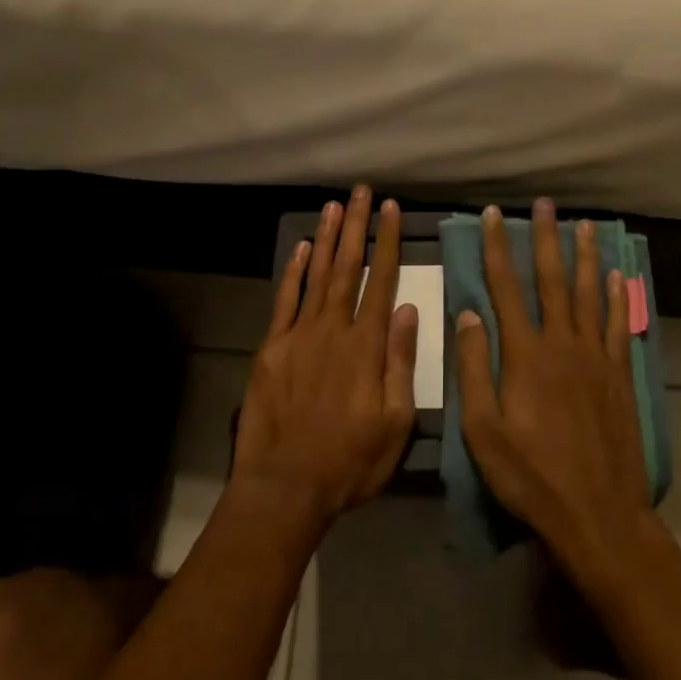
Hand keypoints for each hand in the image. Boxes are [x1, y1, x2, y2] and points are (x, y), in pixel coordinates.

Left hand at [233, 186, 418, 531]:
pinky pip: (285, 301)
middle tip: (362, 192)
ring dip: (328, 238)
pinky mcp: (272, 348)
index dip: (388, 242)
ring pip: (317, 275)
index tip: (392, 210)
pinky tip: (302, 248)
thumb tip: (408, 309)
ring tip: (336, 206)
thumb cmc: (350, 461)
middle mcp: (333, 330)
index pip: (381, 281)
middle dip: (357, 226)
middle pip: (347, 267)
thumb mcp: (395, 422)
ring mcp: (299, 336)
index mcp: (366, 346)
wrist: (285, 487)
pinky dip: (294, 272)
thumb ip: (401, 362)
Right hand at [455, 199, 653, 572]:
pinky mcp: (619, 374)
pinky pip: (618, 325)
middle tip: (545, 204)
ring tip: (584, 225)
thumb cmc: (531, 474)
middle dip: (546, 239)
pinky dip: (617, 298)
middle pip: (552, 280)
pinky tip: (617, 277)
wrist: (597, 513)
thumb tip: (468, 314)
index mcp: (525, 354)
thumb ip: (474, 368)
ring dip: (585, 257)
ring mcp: (595, 357)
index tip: (494, 216)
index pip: (506, 289)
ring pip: (589, 294)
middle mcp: (561, 343)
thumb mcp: (483, 430)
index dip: (498, 249)